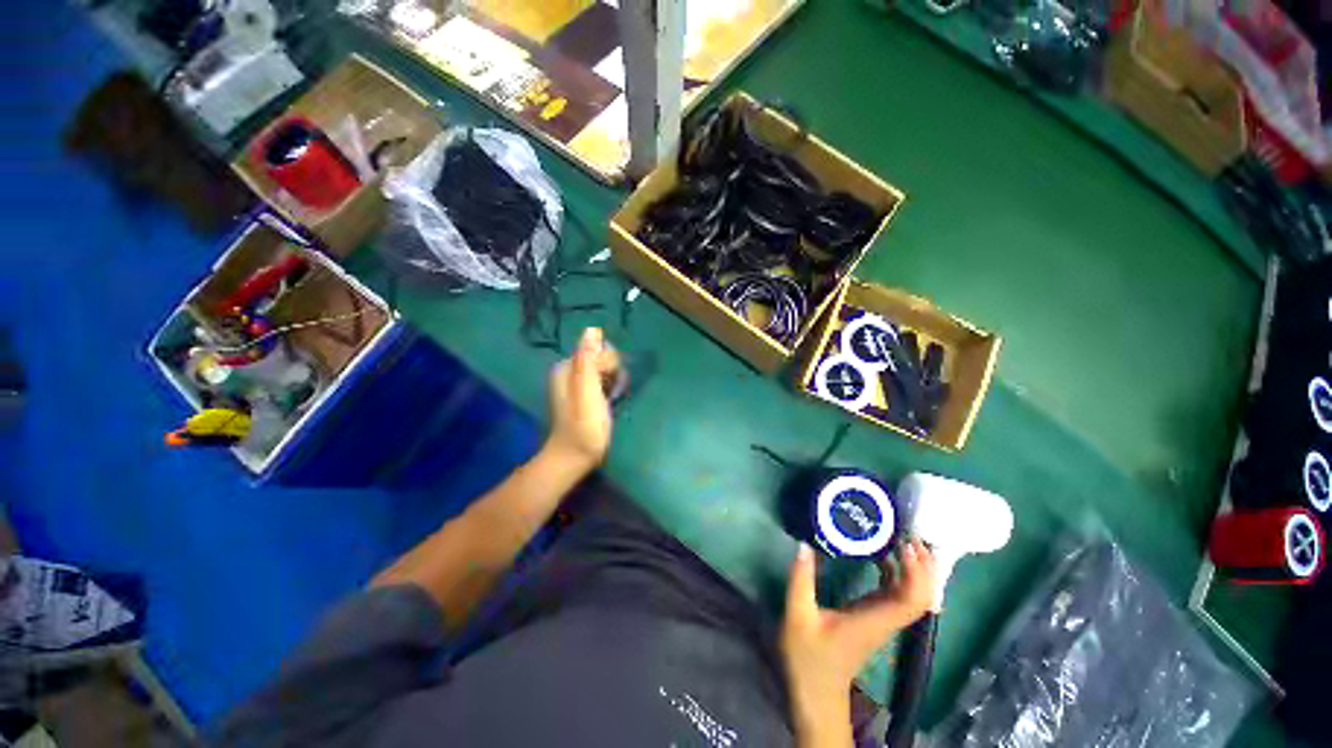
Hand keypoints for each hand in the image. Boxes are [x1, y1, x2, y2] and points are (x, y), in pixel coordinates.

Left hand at [546, 328, 617, 470]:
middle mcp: (568, 373)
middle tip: (611, 395)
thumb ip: (588, 360)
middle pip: (601, 359)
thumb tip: (592, 329)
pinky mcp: (584, 400)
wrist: (575, 458)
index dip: (610, 364)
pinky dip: (609, 392)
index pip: (598, 349)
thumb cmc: (583, 426)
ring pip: (604, 372)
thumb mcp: (587, 389)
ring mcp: (576, 387)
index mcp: (566, 367)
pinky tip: (610, 405)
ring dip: (613, 383)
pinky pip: (602, 385)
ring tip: (612, 401)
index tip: (609, 384)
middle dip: (612, 373)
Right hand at [780, 539, 936, 727]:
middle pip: (924, 591)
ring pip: (917, 591)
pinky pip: (902, 592)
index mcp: (876, 619)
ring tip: (901, 538)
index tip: (905, 544)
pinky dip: (902, 572)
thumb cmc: (808, 659)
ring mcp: (887, 619)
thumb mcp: (797, 619)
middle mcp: (889, 618)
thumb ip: (800, 583)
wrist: (816, 692)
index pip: (914, 596)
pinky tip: (885, 555)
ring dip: (916, 565)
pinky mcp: (880, 618)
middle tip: (908, 533)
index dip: (917, 569)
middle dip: (923, 561)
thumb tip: (803, 547)